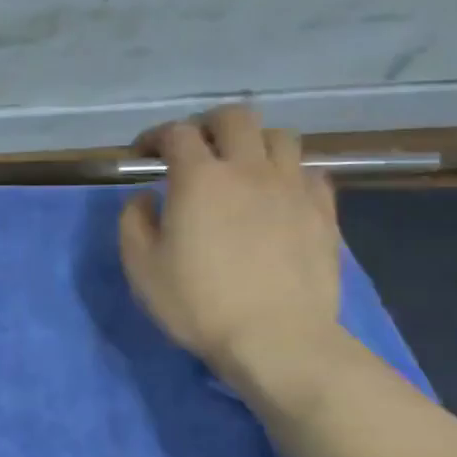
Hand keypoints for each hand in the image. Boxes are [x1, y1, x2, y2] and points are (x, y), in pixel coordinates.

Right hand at [118, 105, 341, 386]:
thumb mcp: (141, 267)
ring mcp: (292, 187)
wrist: (276, 338)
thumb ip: (133, 222)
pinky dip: (288, 173)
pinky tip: (277, 195)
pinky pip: (310, 171)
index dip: (155, 136)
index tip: (144, 154)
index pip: (176, 133)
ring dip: (254, 143)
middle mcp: (248, 169)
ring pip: (280, 136)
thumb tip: (144, 197)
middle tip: (195, 149)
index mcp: (199, 178)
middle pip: (235, 118)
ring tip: (241, 167)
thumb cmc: (198, 303)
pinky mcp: (323, 211)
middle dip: (209, 125)